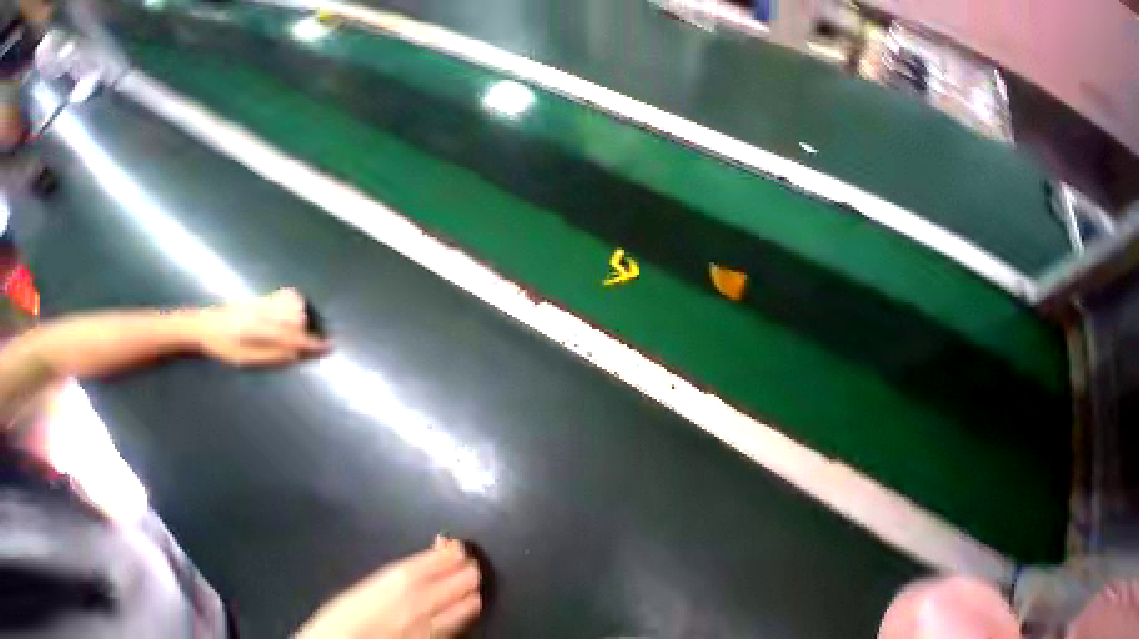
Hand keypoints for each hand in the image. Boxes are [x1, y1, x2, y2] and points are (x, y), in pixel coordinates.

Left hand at [195, 288, 328, 366]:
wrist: (198, 326)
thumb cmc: (221, 347)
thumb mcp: (244, 359)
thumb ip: (273, 356)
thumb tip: (299, 354)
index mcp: (258, 332)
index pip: (293, 338)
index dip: (313, 344)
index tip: (328, 347)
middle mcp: (264, 315)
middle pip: (297, 320)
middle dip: (304, 331)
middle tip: (302, 341)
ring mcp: (263, 303)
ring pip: (295, 306)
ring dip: (301, 316)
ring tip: (297, 326)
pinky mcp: (262, 297)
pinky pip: (288, 295)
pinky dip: (296, 302)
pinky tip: (293, 309)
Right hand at [297, 537, 481, 638]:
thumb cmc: (341, 620)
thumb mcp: (373, 583)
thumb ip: (412, 565)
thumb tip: (441, 547)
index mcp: (406, 577)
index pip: (455, 554)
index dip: (458, 550)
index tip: (453, 552)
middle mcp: (423, 601)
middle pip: (470, 576)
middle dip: (468, 570)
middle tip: (459, 571)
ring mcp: (429, 630)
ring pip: (472, 604)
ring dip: (467, 595)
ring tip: (457, 594)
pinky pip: (458, 630)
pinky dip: (459, 619)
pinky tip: (448, 616)